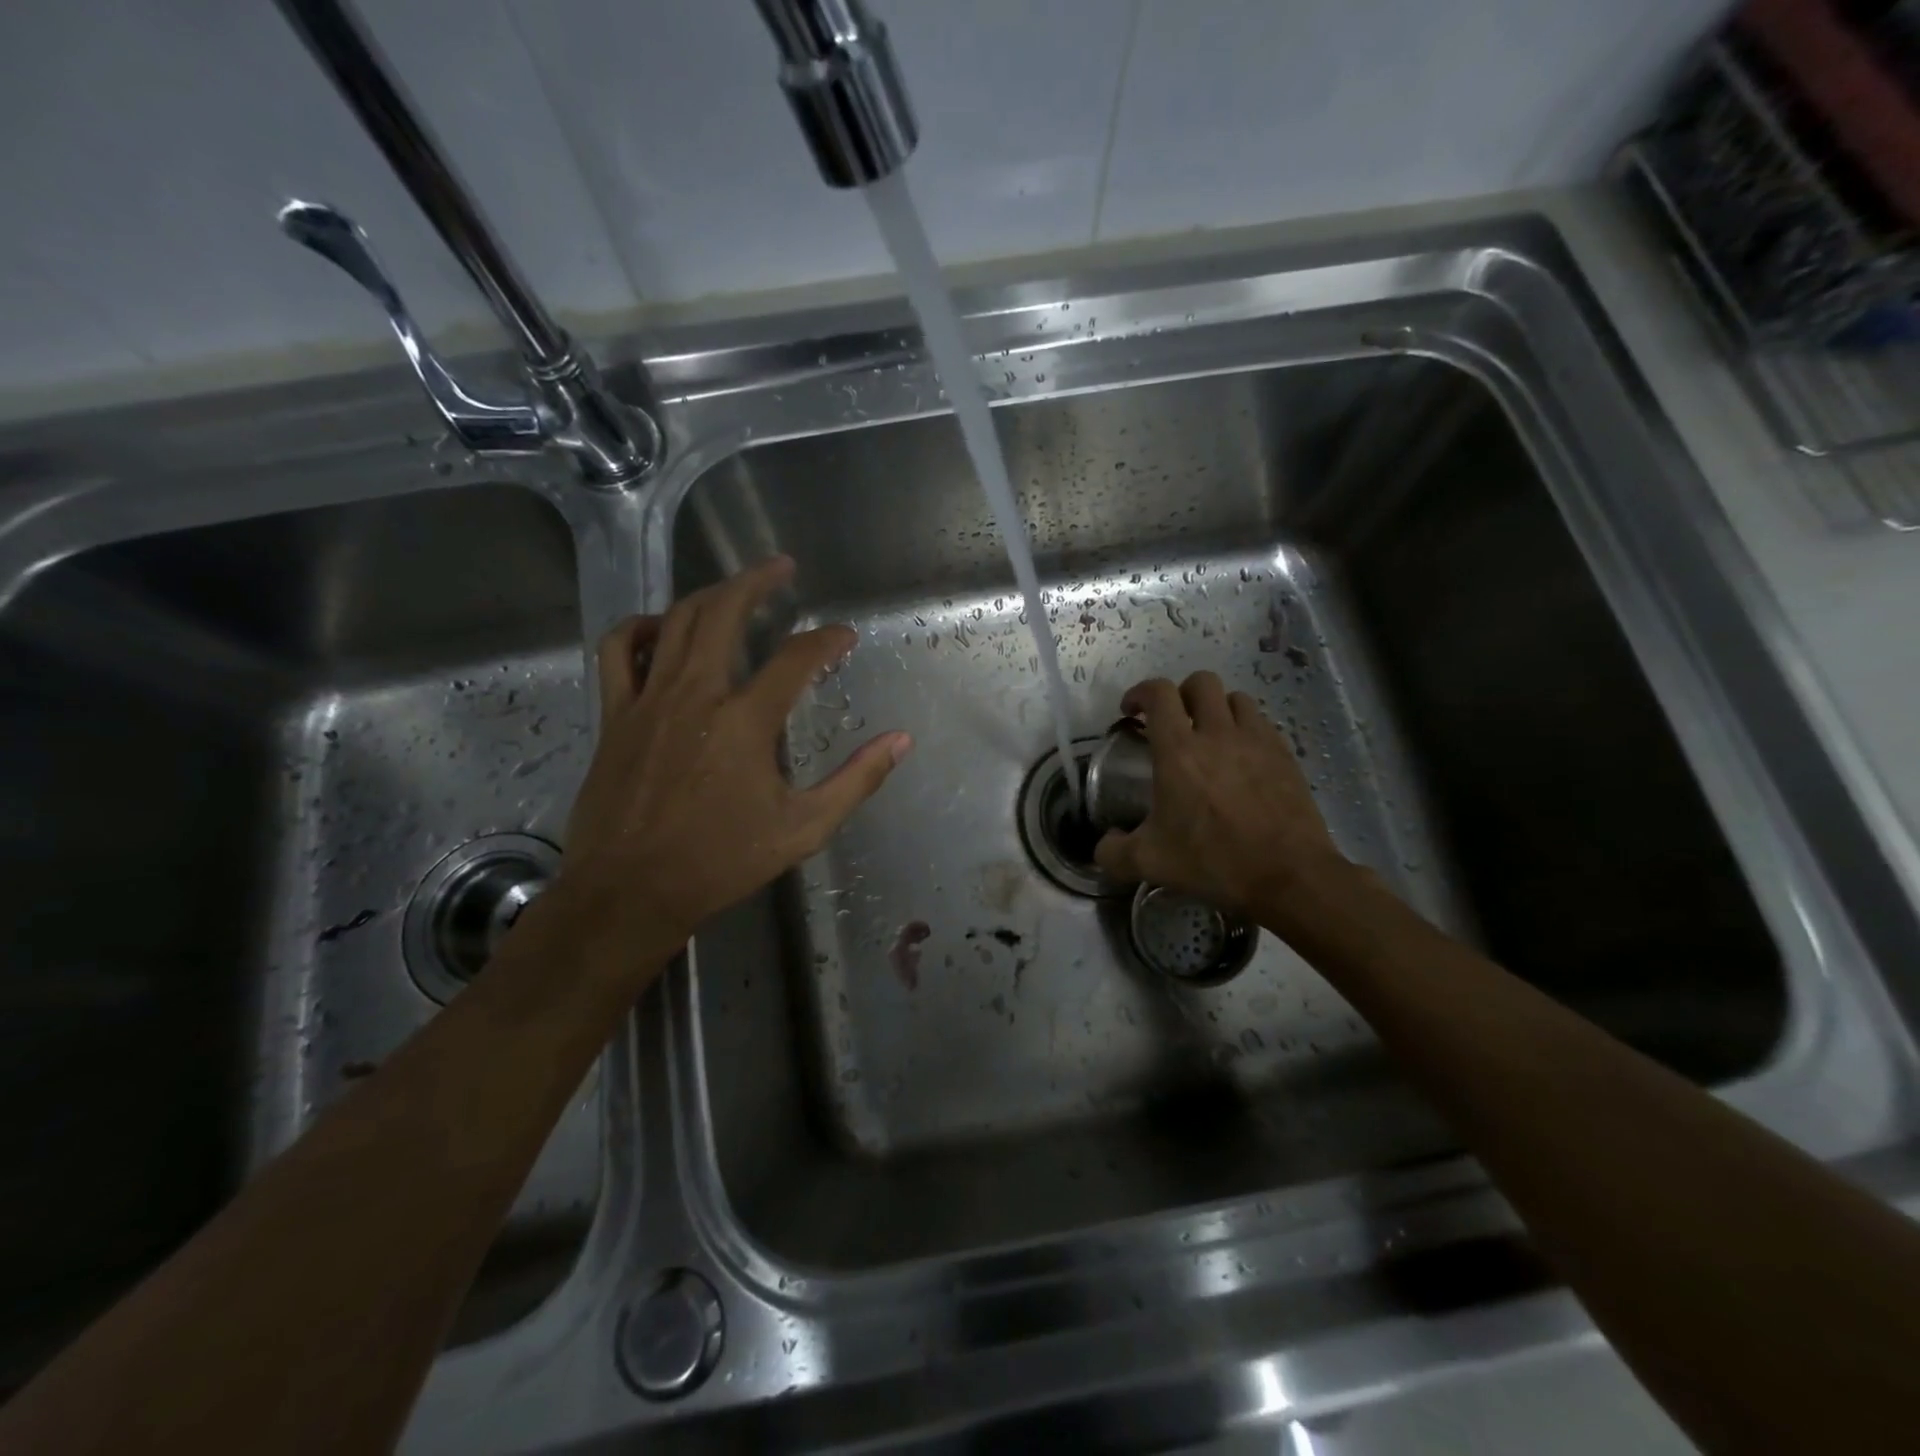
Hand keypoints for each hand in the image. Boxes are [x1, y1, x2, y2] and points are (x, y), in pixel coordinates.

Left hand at [555, 556, 910, 970]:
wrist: (630, 892)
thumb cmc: (721, 862)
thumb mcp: (803, 828)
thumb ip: (855, 780)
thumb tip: (900, 741)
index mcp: (746, 721)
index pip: (796, 658)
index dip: (826, 640)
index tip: (844, 637)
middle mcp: (696, 695)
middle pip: (724, 612)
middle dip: (758, 581)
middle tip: (782, 566)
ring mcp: (649, 700)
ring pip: (674, 621)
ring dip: (707, 594)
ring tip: (732, 587)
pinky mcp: (615, 715)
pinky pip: (618, 651)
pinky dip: (639, 628)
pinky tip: (659, 628)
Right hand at [1094, 672, 1350, 924]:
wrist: (1288, 875)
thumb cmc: (1213, 861)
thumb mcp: (1150, 863)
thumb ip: (1114, 852)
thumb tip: (1105, 843)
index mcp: (1178, 751)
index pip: (1158, 693)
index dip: (1140, 693)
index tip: (1131, 711)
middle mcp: (1218, 734)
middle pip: (1201, 682)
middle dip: (1181, 694)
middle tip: (1172, 722)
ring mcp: (1257, 741)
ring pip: (1236, 698)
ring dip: (1217, 708)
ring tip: (1210, 735)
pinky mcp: (1285, 755)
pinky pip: (1262, 723)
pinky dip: (1246, 729)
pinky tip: (1242, 758)